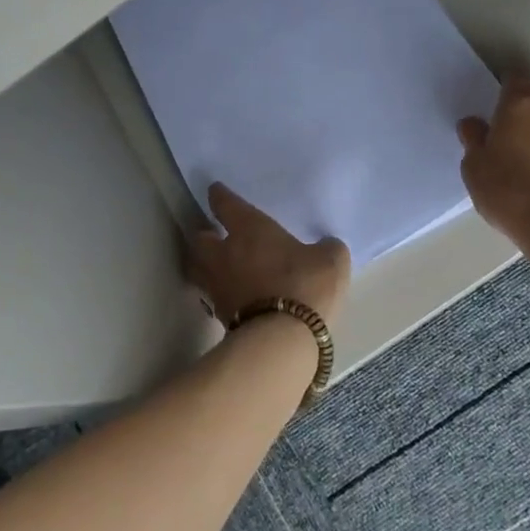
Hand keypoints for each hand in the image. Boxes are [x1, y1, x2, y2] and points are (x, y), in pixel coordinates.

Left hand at [187, 184, 350, 324]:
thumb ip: (326, 249)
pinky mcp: (219, 316)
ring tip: (215, 266)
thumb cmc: (305, 285)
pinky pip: (212, 296)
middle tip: (212, 235)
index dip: (220, 196)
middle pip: (199, 239)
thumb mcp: (331, 260)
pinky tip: (231, 295)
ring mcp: (218, 286)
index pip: (226, 205)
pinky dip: (218, 293)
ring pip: (198, 268)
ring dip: (203, 264)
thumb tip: (324, 247)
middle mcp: (225, 254)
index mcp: (248, 229)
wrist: (282, 339)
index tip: (215, 191)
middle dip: (204, 235)